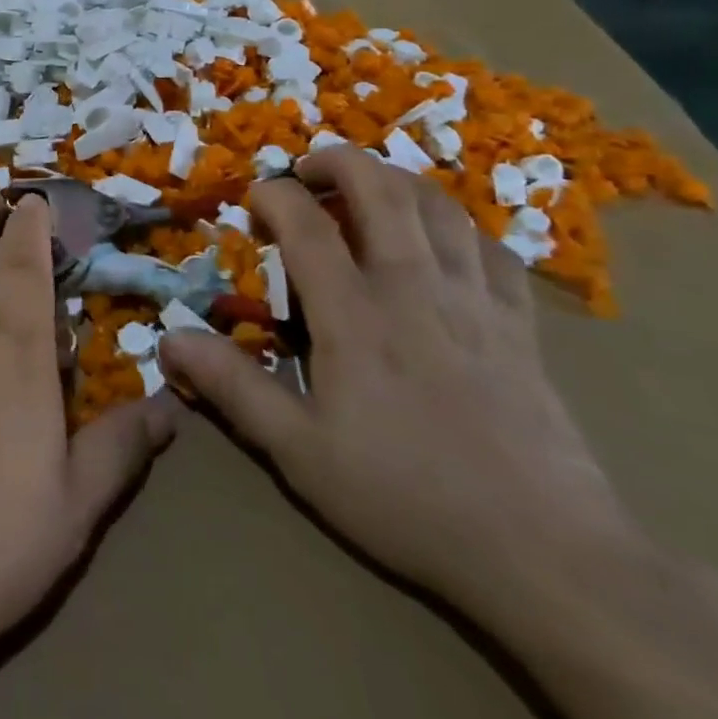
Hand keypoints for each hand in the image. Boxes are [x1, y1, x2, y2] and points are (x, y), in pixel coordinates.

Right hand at [159, 145, 635, 611]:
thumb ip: (232, 387)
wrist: (548, 557)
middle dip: (337, 161)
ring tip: (368, 193)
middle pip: (380, 188)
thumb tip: (169, 338)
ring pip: (439, 205)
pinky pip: (492, 248)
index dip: (273, 195)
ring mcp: (475, 301)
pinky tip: (442, 244)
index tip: (253, 201)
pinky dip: (457, 227)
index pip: (305, 223)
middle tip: (308, 171)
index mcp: (355, 315)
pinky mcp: (521, 325)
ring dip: (396, 182)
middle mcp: (414, 288)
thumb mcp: (299, 452)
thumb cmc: (407, 498)